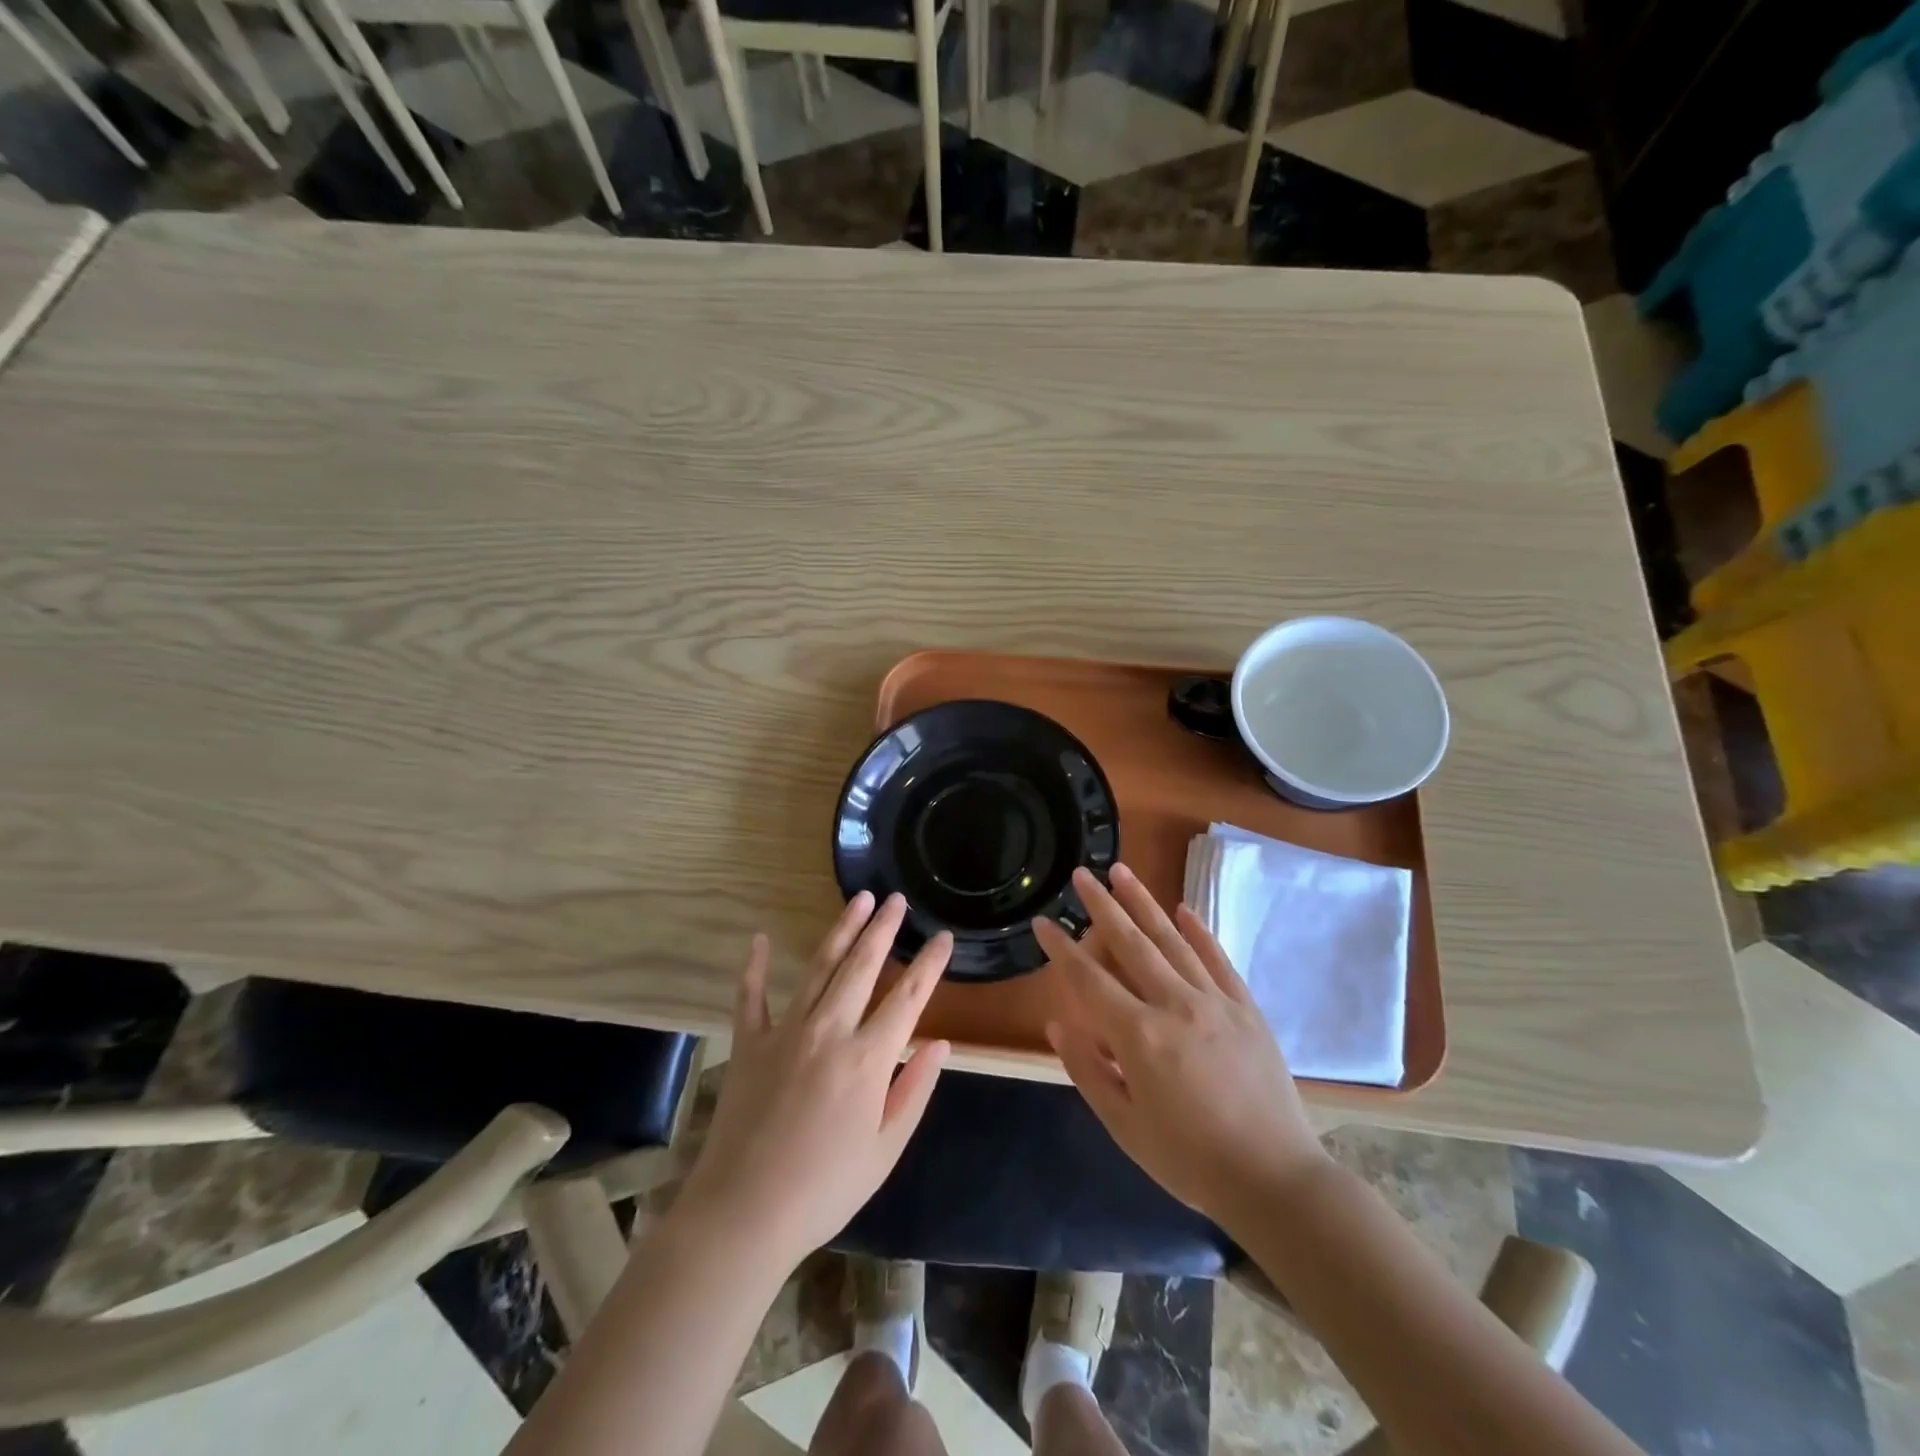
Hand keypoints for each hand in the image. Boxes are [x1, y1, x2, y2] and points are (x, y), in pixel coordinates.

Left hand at [676, 892, 952, 1271]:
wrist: (743, 1214)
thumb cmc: (824, 1189)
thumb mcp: (884, 1150)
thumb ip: (914, 1090)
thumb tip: (940, 1043)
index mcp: (868, 1059)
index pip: (909, 998)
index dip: (930, 965)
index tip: (944, 937)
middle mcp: (829, 1030)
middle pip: (862, 966)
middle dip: (884, 929)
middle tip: (897, 899)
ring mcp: (785, 1031)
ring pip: (819, 967)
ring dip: (841, 930)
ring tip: (859, 900)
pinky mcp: (749, 1043)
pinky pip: (751, 996)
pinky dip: (753, 967)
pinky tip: (758, 939)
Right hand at [1035, 864, 1328, 1226]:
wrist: (1275, 1180)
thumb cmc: (1190, 1160)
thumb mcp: (1124, 1127)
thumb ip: (1088, 1071)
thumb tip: (1059, 1023)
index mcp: (1140, 1036)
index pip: (1089, 980)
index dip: (1062, 949)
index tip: (1042, 921)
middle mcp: (1175, 1005)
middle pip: (1131, 944)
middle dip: (1102, 906)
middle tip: (1082, 872)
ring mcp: (1215, 1002)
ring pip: (1172, 940)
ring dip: (1144, 903)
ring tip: (1122, 871)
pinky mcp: (1246, 1008)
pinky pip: (1217, 959)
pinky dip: (1199, 931)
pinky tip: (1183, 908)